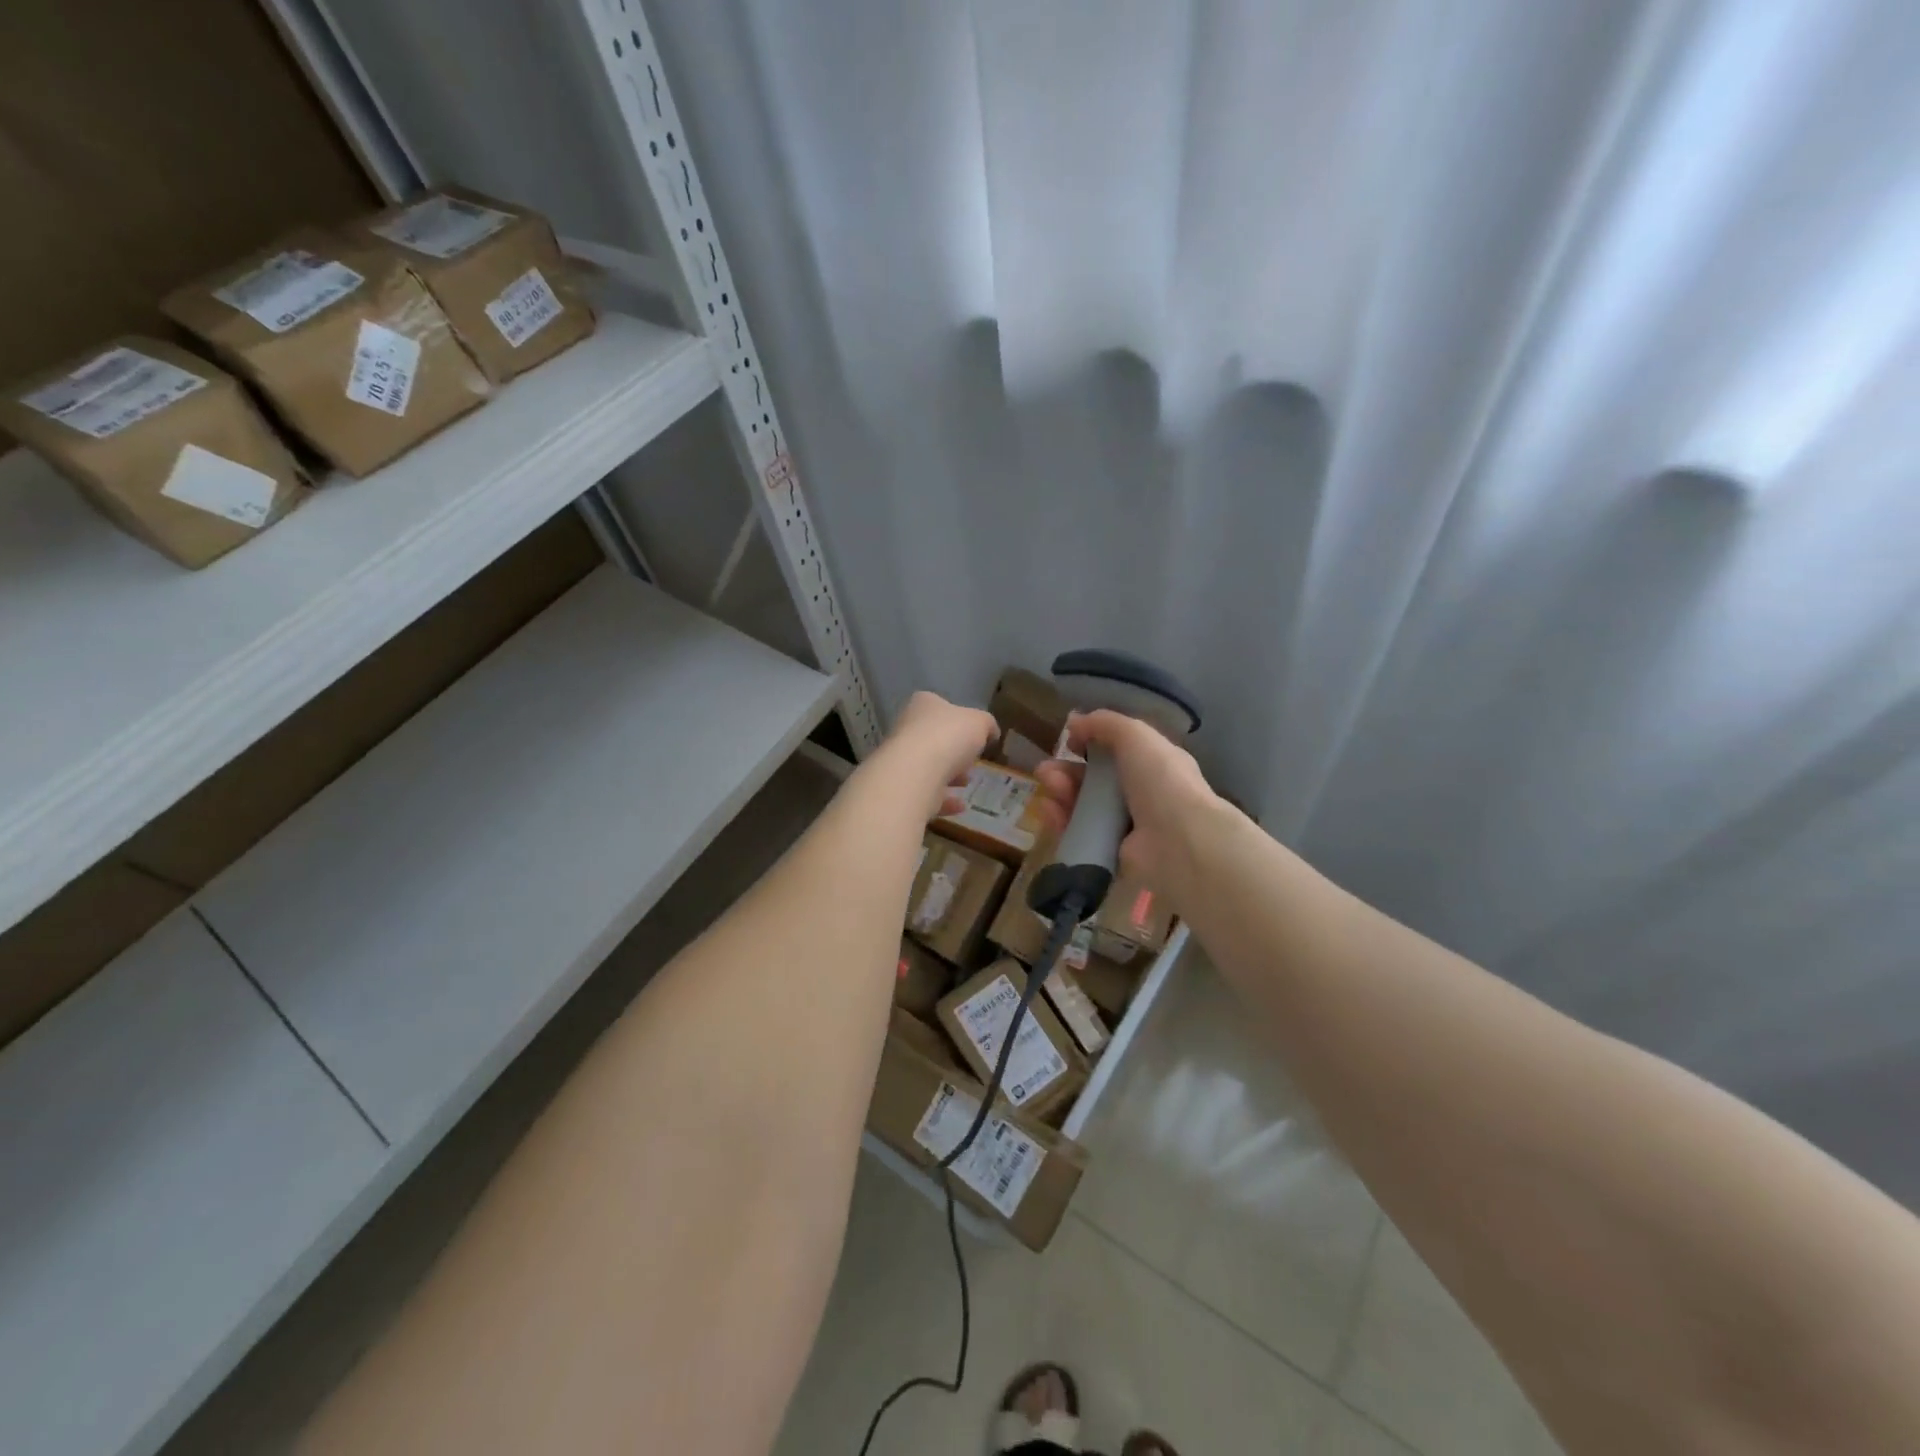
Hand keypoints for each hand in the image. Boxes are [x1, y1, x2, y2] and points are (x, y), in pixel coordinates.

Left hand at [879, 691, 997, 817]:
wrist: (915, 773)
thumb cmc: (948, 737)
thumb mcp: (979, 722)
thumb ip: (986, 724)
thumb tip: (991, 731)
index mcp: (923, 705)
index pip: (940, 707)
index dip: (958, 720)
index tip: (975, 734)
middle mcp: (907, 729)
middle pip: (933, 738)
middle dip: (953, 751)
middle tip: (971, 761)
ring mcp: (901, 760)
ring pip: (927, 767)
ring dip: (948, 775)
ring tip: (967, 782)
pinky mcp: (901, 788)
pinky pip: (926, 793)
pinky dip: (943, 800)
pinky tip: (961, 805)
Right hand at [1033, 710, 1218, 894]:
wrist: (1178, 842)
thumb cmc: (1162, 780)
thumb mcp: (1135, 735)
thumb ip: (1104, 723)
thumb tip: (1074, 721)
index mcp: (1155, 765)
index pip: (1118, 752)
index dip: (1092, 743)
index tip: (1070, 741)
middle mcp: (1141, 795)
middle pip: (1095, 780)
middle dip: (1068, 770)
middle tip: (1047, 770)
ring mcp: (1125, 827)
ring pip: (1083, 806)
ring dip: (1061, 792)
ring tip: (1048, 785)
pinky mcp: (1110, 853)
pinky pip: (1079, 834)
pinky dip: (1061, 821)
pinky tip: (1049, 810)